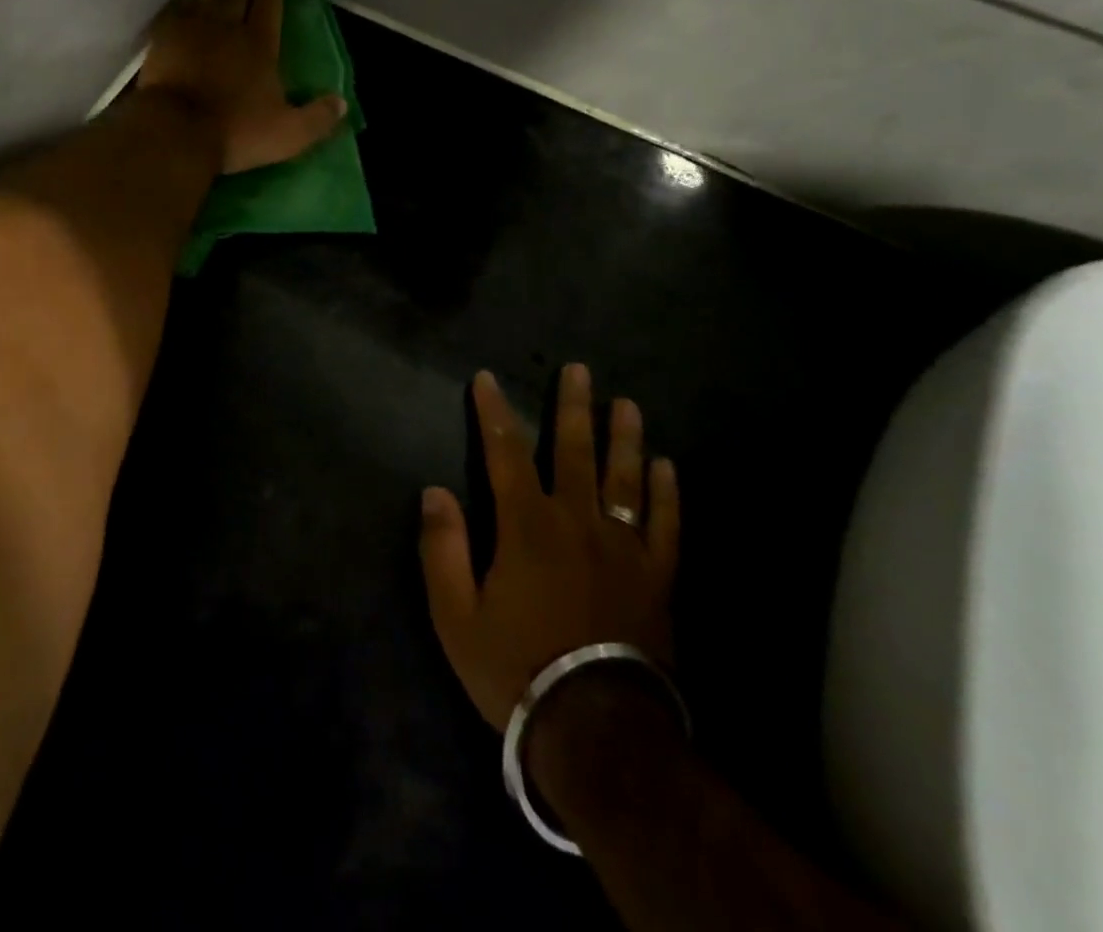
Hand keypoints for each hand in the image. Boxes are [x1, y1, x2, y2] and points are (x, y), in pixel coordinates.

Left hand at [139, 0, 346, 174]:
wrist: (175, 132)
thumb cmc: (235, 132)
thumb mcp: (288, 134)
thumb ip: (318, 119)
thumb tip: (341, 103)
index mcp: (260, 43)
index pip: (269, 2)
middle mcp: (226, 24)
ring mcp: (190, 26)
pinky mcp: (162, 36)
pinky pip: (177, 7)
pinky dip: (186, 3)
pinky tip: (187, 8)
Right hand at [419, 366, 679, 733]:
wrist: (596, 731)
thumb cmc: (516, 668)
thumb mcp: (456, 616)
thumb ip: (443, 549)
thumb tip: (435, 491)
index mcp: (526, 527)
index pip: (504, 453)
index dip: (494, 412)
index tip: (487, 379)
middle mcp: (577, 523)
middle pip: (574, 452)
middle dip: (573, 407)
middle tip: (580, 370)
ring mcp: (623, 549)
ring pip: (625, 479)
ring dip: (624, 438)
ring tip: (627, 404)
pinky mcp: (656, 578)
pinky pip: (666, 526)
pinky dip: (668, 494)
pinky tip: (667, 466)